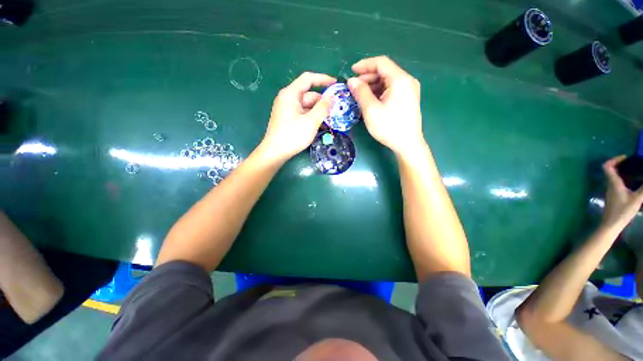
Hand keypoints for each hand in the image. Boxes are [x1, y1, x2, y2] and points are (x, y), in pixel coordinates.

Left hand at [260, 72, 335, 161]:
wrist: (275, 152)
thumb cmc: (292, 135)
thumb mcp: (311, 122)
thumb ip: (323, 108)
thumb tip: (331, 98)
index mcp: (291, 94)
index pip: (308, 79)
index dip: (323, 79)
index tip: (335, 83)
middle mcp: (288, 98)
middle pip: (309, 94)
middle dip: (322, 101)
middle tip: (336, 109)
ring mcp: (287, 109)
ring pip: (307, 106)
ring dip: (318, 111)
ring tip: (331, 119)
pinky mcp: (288, 118)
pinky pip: (303, 113)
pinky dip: (312, 117)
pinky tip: (321, 125)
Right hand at [347, 56, 424, 157]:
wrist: (407, 144)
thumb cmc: (389, 127)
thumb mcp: (371, 110)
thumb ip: (361, 92)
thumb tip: (352, 81)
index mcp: (400, 80)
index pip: (381, 63)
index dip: (364, 65)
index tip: (351, 71)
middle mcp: (407, 80)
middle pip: (385, 71)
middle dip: (368, 77)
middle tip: (354, 87)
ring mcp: (409, 90)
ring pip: (388, 80)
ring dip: (373, 85)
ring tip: (361, 95)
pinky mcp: (408, 98)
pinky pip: (392, 89)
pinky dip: (380, 91)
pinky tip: (371, 100)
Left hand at [601, 155, 642, 228]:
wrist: (611, 224)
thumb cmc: (623, 211)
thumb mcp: (637, 198)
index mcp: (613, 183)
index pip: (607, 166)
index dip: (614, 159)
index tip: (625, 158)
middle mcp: (609, 185)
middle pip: (610, 170)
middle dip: (620, 164)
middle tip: (632, 163)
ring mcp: (610, 191)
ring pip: (613, 177)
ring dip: (622, 172)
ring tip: (635, 171)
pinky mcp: (612, 196)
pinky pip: (616, 183)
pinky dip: (623, 179)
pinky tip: (632, 183)